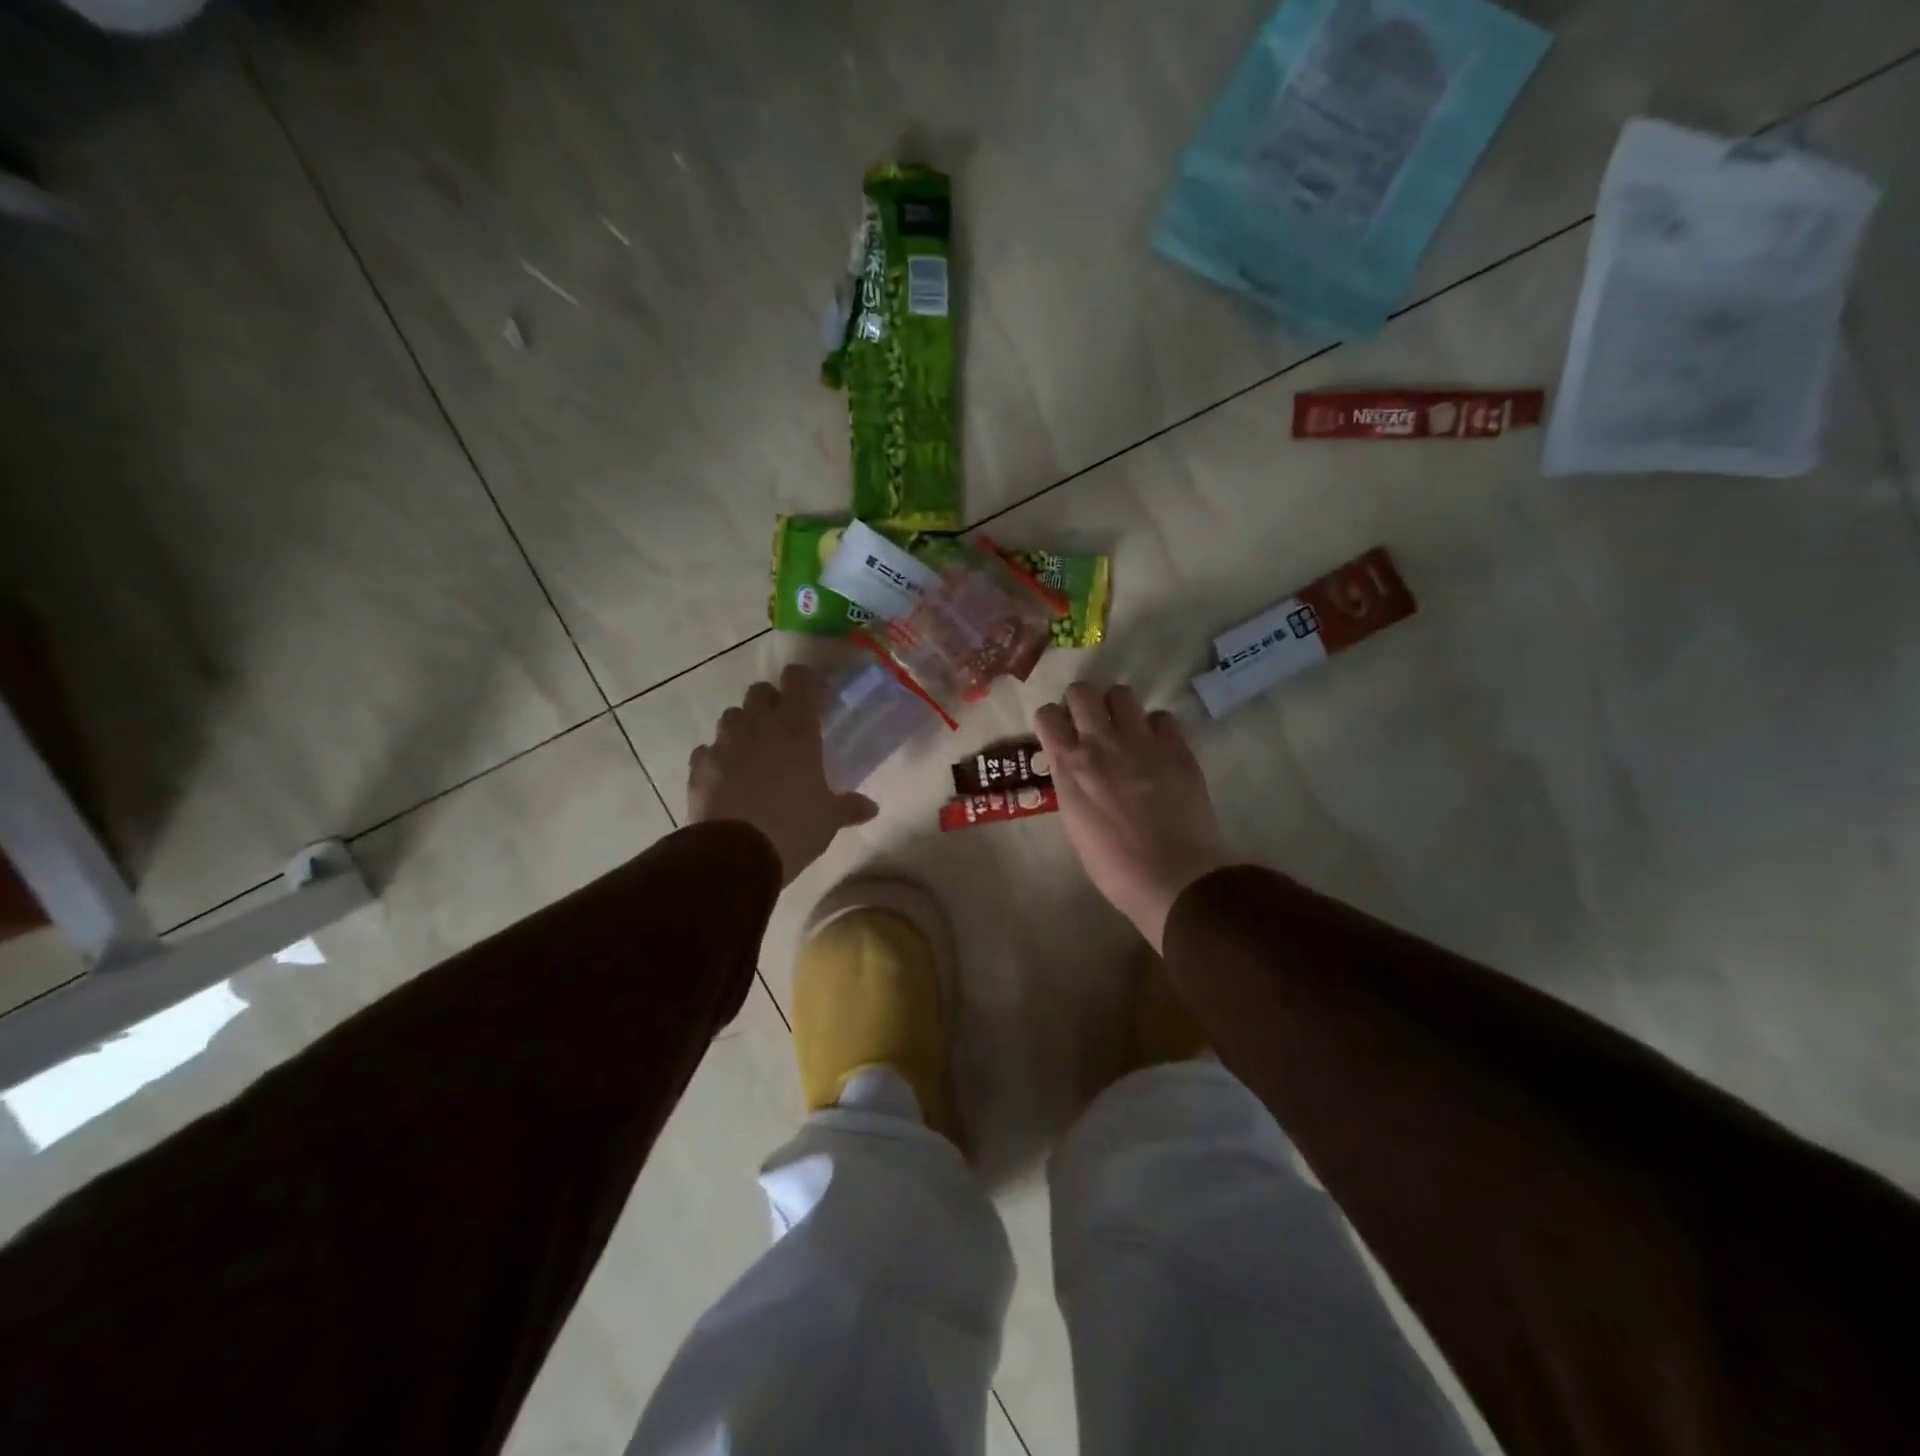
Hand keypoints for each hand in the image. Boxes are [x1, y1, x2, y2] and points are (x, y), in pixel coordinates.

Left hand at [688, 665, 877, 884]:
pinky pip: (707, 750)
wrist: (735, 855)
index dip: (804, 681)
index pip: (798, 679)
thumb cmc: (793, 828)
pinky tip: (725, 778)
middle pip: (759, 692)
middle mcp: (758, 726)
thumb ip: (848, 807)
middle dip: (770, 702)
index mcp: (796, 730)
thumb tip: (871, 808)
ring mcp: (724, 744)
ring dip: (742, 727)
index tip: (813, 696)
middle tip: (782, 726)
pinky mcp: (699, 766)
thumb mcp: (828, 819)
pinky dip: (717, 758)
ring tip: (752, 752)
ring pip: (730, 717)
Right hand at [1035, 683, 1233, 950]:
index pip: (1047, 715)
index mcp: (1069, 766)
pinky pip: (1162, 717)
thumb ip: (1072, 785)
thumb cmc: (1113, 865)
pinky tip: (1158, 748)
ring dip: (1119, 708)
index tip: (1060, 734)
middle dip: (1082, 702)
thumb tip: (1075, 770)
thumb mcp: (1074, 822)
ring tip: (1126, 731)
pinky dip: (1156, 728)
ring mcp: (1141, 741)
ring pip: (1122, 693)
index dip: (1053, 721)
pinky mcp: (1176, 748)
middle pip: (1082, 691)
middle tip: (1091, 724)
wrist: (1172, 876)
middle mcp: (1100, 743)